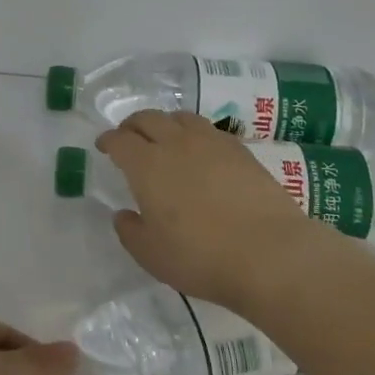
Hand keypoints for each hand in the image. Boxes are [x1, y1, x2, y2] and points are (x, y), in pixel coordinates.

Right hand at [96, 110, 318, 308]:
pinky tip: (200, 150)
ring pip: (180, 117)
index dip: (108, 140)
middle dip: (132, 125)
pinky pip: (209, 129)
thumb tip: (124, 214)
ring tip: (164, 138)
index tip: (103, 146)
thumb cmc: (201, 257)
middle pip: (148, 119)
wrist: (271, 253)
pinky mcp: (241, 151)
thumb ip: (130, 231)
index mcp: (146, 165)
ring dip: (165, 123)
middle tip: (128, 137)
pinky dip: (194, 133)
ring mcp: (211, 143)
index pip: (119, 140)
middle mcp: (175, 144)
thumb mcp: (151, 255)